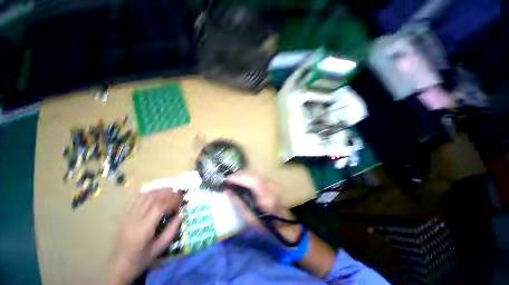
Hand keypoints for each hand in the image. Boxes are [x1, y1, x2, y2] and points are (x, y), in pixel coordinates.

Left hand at [108, 189, 182, 284]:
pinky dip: (147, 193)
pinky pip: (135, 198)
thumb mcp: (160, 248)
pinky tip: (155, 193)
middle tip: (178, 195)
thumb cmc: (141, 259)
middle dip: (168, 193)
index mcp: (143, 230)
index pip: (159, 207)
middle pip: (152, 198)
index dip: (172, 201)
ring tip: (170, 191)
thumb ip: (172, 230)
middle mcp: (134, 219)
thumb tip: (182, 214)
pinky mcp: (123, 215)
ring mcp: (127, 216)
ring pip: (144, 196)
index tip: (181, 204)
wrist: (118, 266)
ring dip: (159, 191)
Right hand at [225, 171, 300, 242]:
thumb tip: (227, 191)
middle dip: (238, 175)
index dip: (236, 177)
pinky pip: (256, 176)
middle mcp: (268, 183)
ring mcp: (270, 181)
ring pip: (253, 173)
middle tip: (228, 180)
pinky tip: (243, 182)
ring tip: (234, 180)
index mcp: (264, 193)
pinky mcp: (270, 182)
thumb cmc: (266, 223)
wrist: (283, 223)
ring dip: (243, 175)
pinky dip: (248, 177)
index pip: (248, 179)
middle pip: (251, 173)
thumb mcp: (249, 216)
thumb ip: (238, 202)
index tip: (225, 179)